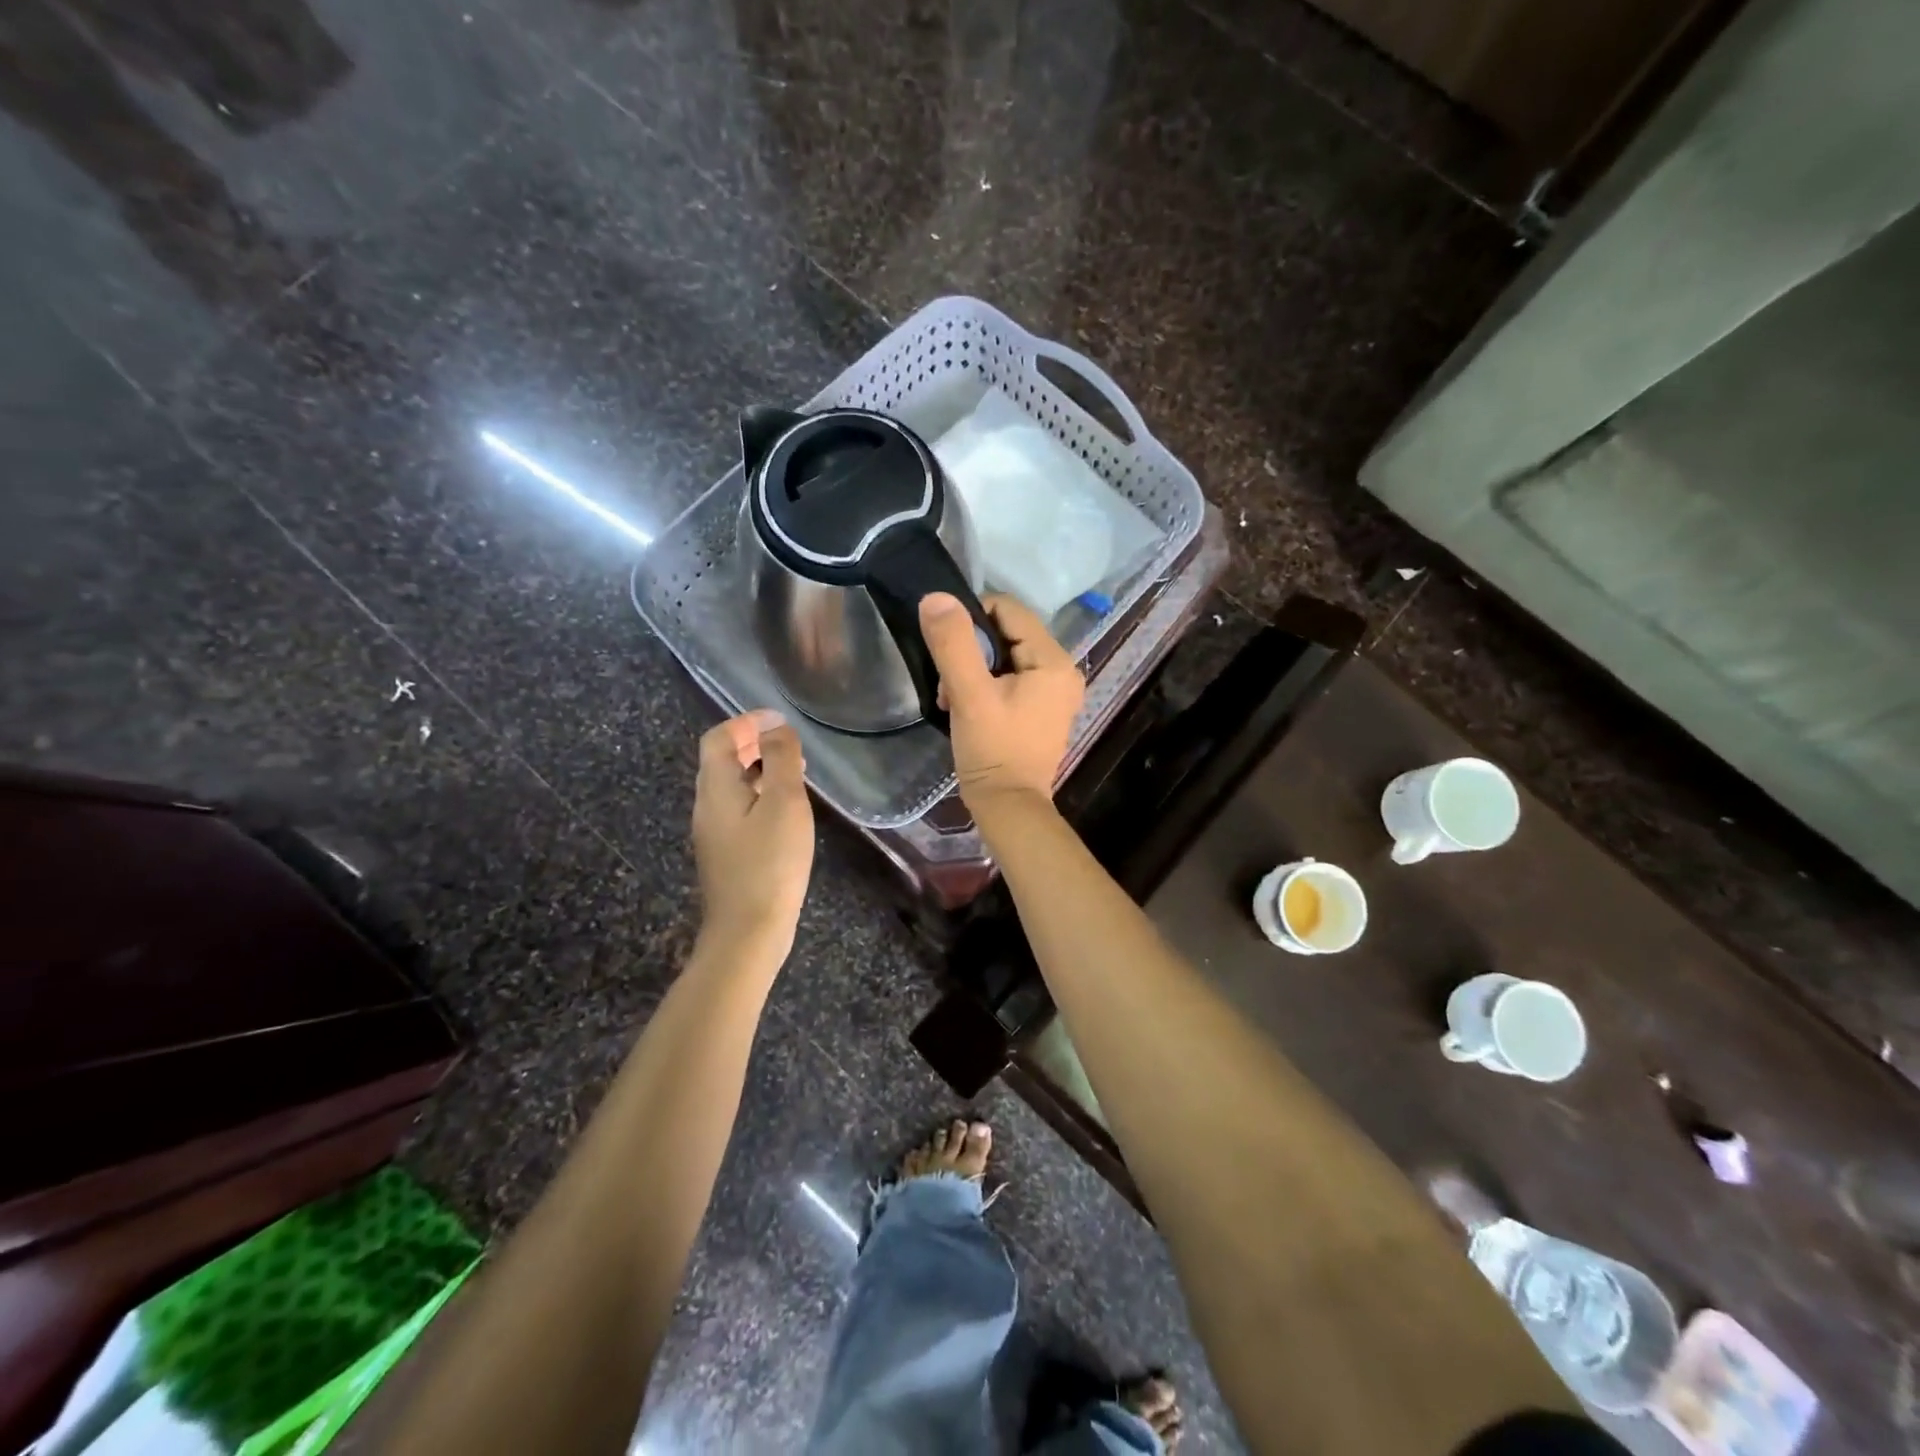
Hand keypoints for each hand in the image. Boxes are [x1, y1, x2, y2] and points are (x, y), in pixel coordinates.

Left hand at [691, 708, 815, 961]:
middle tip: (787, 742)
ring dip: (758, 770)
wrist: (748, 931)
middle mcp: (707, 807)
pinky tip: (786, 811)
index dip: (745, 722)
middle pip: (721, 762)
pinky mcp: (727, 855)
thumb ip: (780, 759)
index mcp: (716, 788)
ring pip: (732, 787)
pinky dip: (760, 795)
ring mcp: (715, 834)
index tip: (778, 719)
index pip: (718, 739)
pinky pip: (740, 810)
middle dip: (752, 744)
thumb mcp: (783, 803)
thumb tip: (775, 728)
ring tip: (794, 771)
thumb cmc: (769, 862)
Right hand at [918, 592, 1084, 813]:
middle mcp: (1064, 671)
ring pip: (1007, 657)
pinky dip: (987, 685)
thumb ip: (953, 644)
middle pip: (1008, 634)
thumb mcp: (968, 695)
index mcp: (1054, 661)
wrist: (1008, 808)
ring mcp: (1056, 692)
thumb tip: (937, 597)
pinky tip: (967, 708)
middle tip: (948, 684)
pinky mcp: (1044, 709)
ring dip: (974, 671)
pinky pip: (1012, 678)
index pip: (1009, 610)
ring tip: (953, 699)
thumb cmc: (992, 751)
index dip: (972, 620)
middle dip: (971, 652)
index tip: (947, 648)